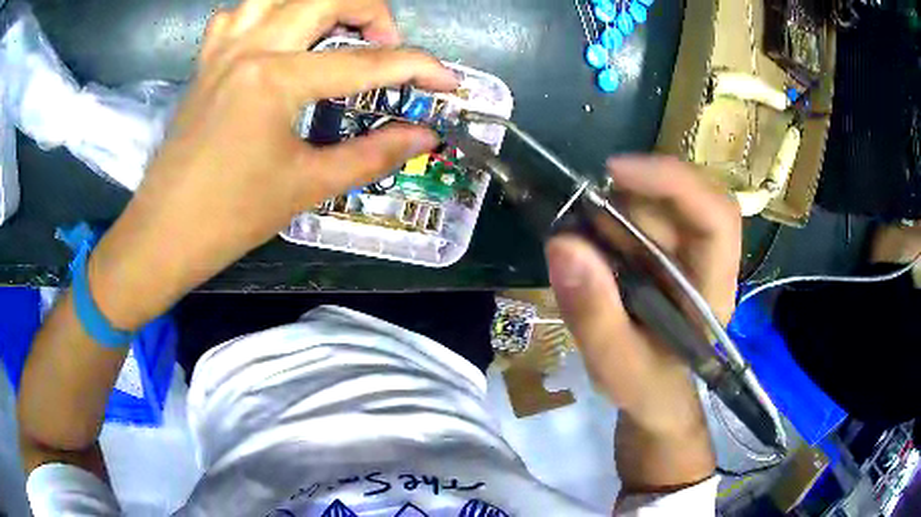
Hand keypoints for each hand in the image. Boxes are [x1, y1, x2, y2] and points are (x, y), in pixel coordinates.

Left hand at [87, 0, 457, 329]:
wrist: (164, 235)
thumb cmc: (230, 218)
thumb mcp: (308, 186)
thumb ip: (373, 154)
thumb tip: (425, 136)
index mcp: (276, 79)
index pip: (365, 63)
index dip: (416, 69)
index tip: (447, 81)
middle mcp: (250, 48)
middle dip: (372, 12)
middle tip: (385, 45)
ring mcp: (223, 50)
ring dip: (317, 3)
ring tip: (334, 30)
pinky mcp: (206, 62)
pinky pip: (236, 14)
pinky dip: (264, 12)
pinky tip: (275, 34)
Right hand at [546, 156, 740, 491]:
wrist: (657, 400)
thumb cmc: (647, 390)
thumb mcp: (616, 366)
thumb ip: (594, 315)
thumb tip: (562, 243)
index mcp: (713, 290)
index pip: (716, 217)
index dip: (674, 183)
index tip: (615, 172)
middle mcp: (708, 261)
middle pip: (685, 198)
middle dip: (633, 193)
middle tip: (580, 208)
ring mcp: (688, 254)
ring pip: (660, 203)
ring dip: (616, 207)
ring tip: (580, 238)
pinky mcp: (667, 254)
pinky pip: (642, 218)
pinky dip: (610, 219)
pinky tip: (590, 245)